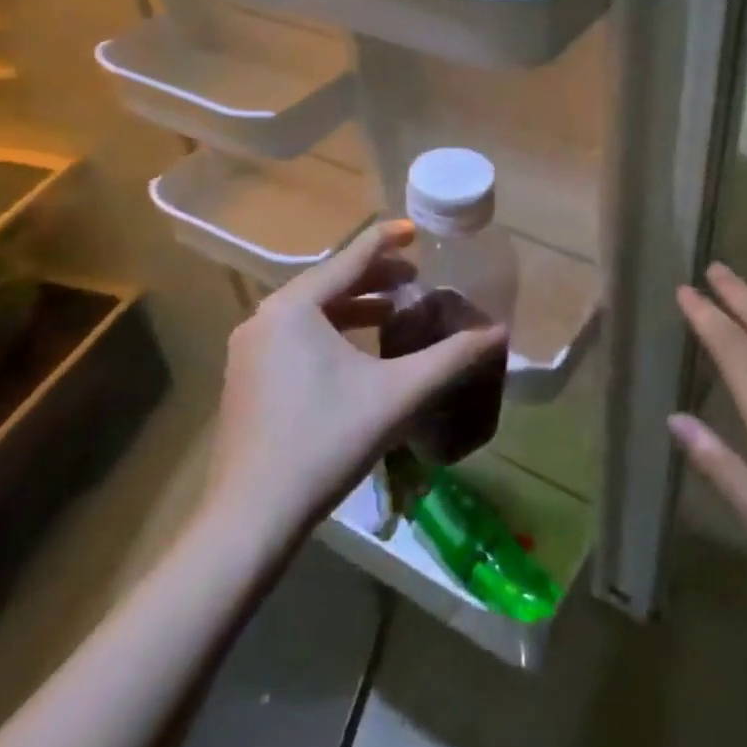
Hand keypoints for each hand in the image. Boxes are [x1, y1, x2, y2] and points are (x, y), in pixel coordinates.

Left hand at [211, 220, 505, 533]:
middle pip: (329, 282)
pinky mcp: (246, 378)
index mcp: (295, 307)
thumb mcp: (400, 394)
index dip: (387, 240)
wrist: (251, 517)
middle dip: (375, 278)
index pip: (351, 257)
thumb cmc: (327, 440)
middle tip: (416, 277)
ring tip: (393, 312)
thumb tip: (500, 333)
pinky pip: (295, 335)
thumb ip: (452, 358)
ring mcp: (250, 349)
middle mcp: (265, 317)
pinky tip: (357, 354)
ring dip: (353, 306)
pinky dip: (330, 331)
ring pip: (311, 311)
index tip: (416, 230)